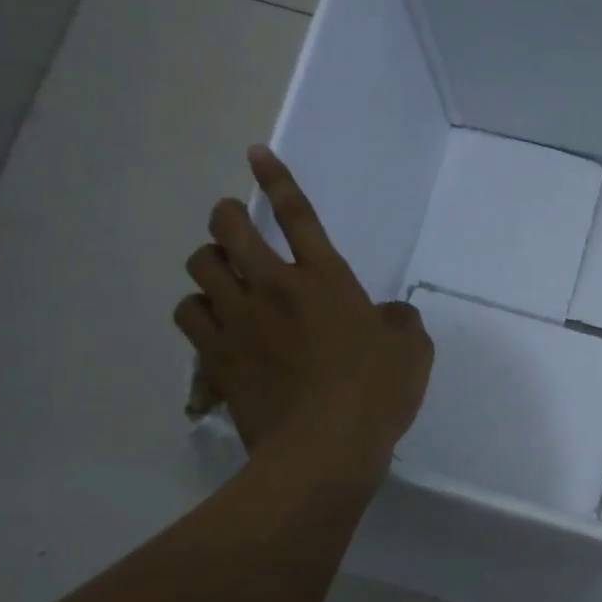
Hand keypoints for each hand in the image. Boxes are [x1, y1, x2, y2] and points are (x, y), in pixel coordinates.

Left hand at [176, 146, 431, 485]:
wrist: (324, 449)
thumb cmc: (376, 392)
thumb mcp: (412, 350)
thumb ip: (400, 321)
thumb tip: (388, 315)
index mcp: (326, 279)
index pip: (297, 216)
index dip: (277, 179)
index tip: (256, 153)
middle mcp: (274, 288)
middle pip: (230, 230)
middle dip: (227, 215)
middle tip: (233, 219)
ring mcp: (240, 321)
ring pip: (200, 268)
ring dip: (209, 262)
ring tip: (222, 272)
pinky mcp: (217, 357)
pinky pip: (188, 314)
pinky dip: (197, 308)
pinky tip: (211, 317)